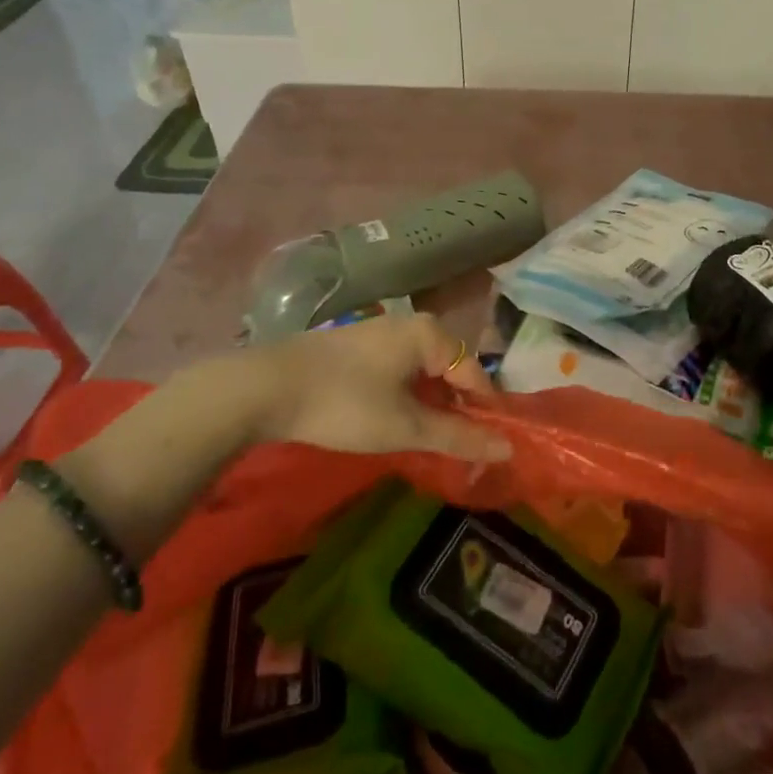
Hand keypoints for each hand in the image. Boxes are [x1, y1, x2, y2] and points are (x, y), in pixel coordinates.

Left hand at [251, 314, 508, 461]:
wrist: (265, 387)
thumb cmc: (345, 404)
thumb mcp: (405, 427)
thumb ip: (458, 436)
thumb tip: (507, 447)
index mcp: (430, 334)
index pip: (475, 375)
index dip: (485, 413)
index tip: (489, 449)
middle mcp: (411, 324)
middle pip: (451, 370)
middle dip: (457, 409)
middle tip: (458, 448)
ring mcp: (381, 332)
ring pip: (423, 370)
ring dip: (431, 404)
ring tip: (428, 440)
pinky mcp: (358, 345)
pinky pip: (399, 368)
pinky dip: (407, 395)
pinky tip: (395, 419)